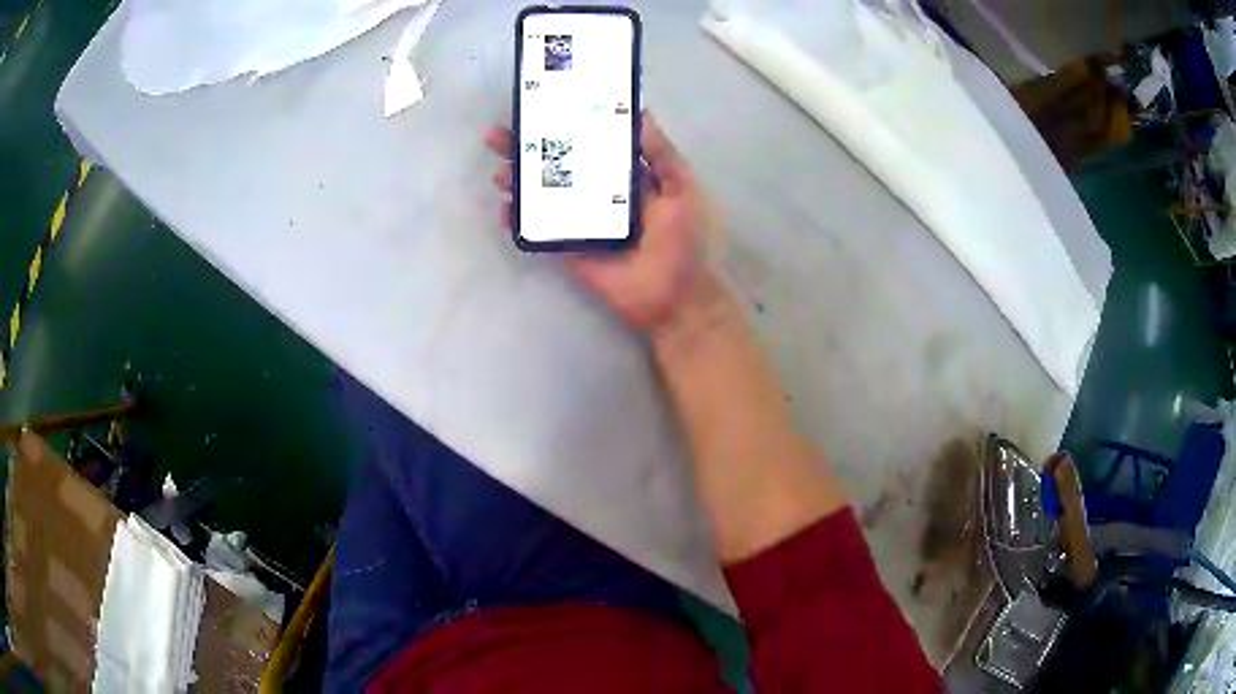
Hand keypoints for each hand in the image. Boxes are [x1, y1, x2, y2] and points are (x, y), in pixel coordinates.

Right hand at [484, 113, 717, 332]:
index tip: (540, 108)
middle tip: (497, 135)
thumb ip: (662, 154)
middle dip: (526, 150)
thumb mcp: (681, 189)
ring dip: (518, 182)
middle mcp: (596, 193)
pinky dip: (519, 220)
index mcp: (623, 175)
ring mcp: (579, 220)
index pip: (588, 143)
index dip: (564, 126)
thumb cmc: (683, 241)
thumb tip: (640, 113)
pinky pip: (540, 230)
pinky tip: (505, 209)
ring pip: (542, 195)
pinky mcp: (569, 247)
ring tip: (499, 171)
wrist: (675, 297)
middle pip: (556, 165)